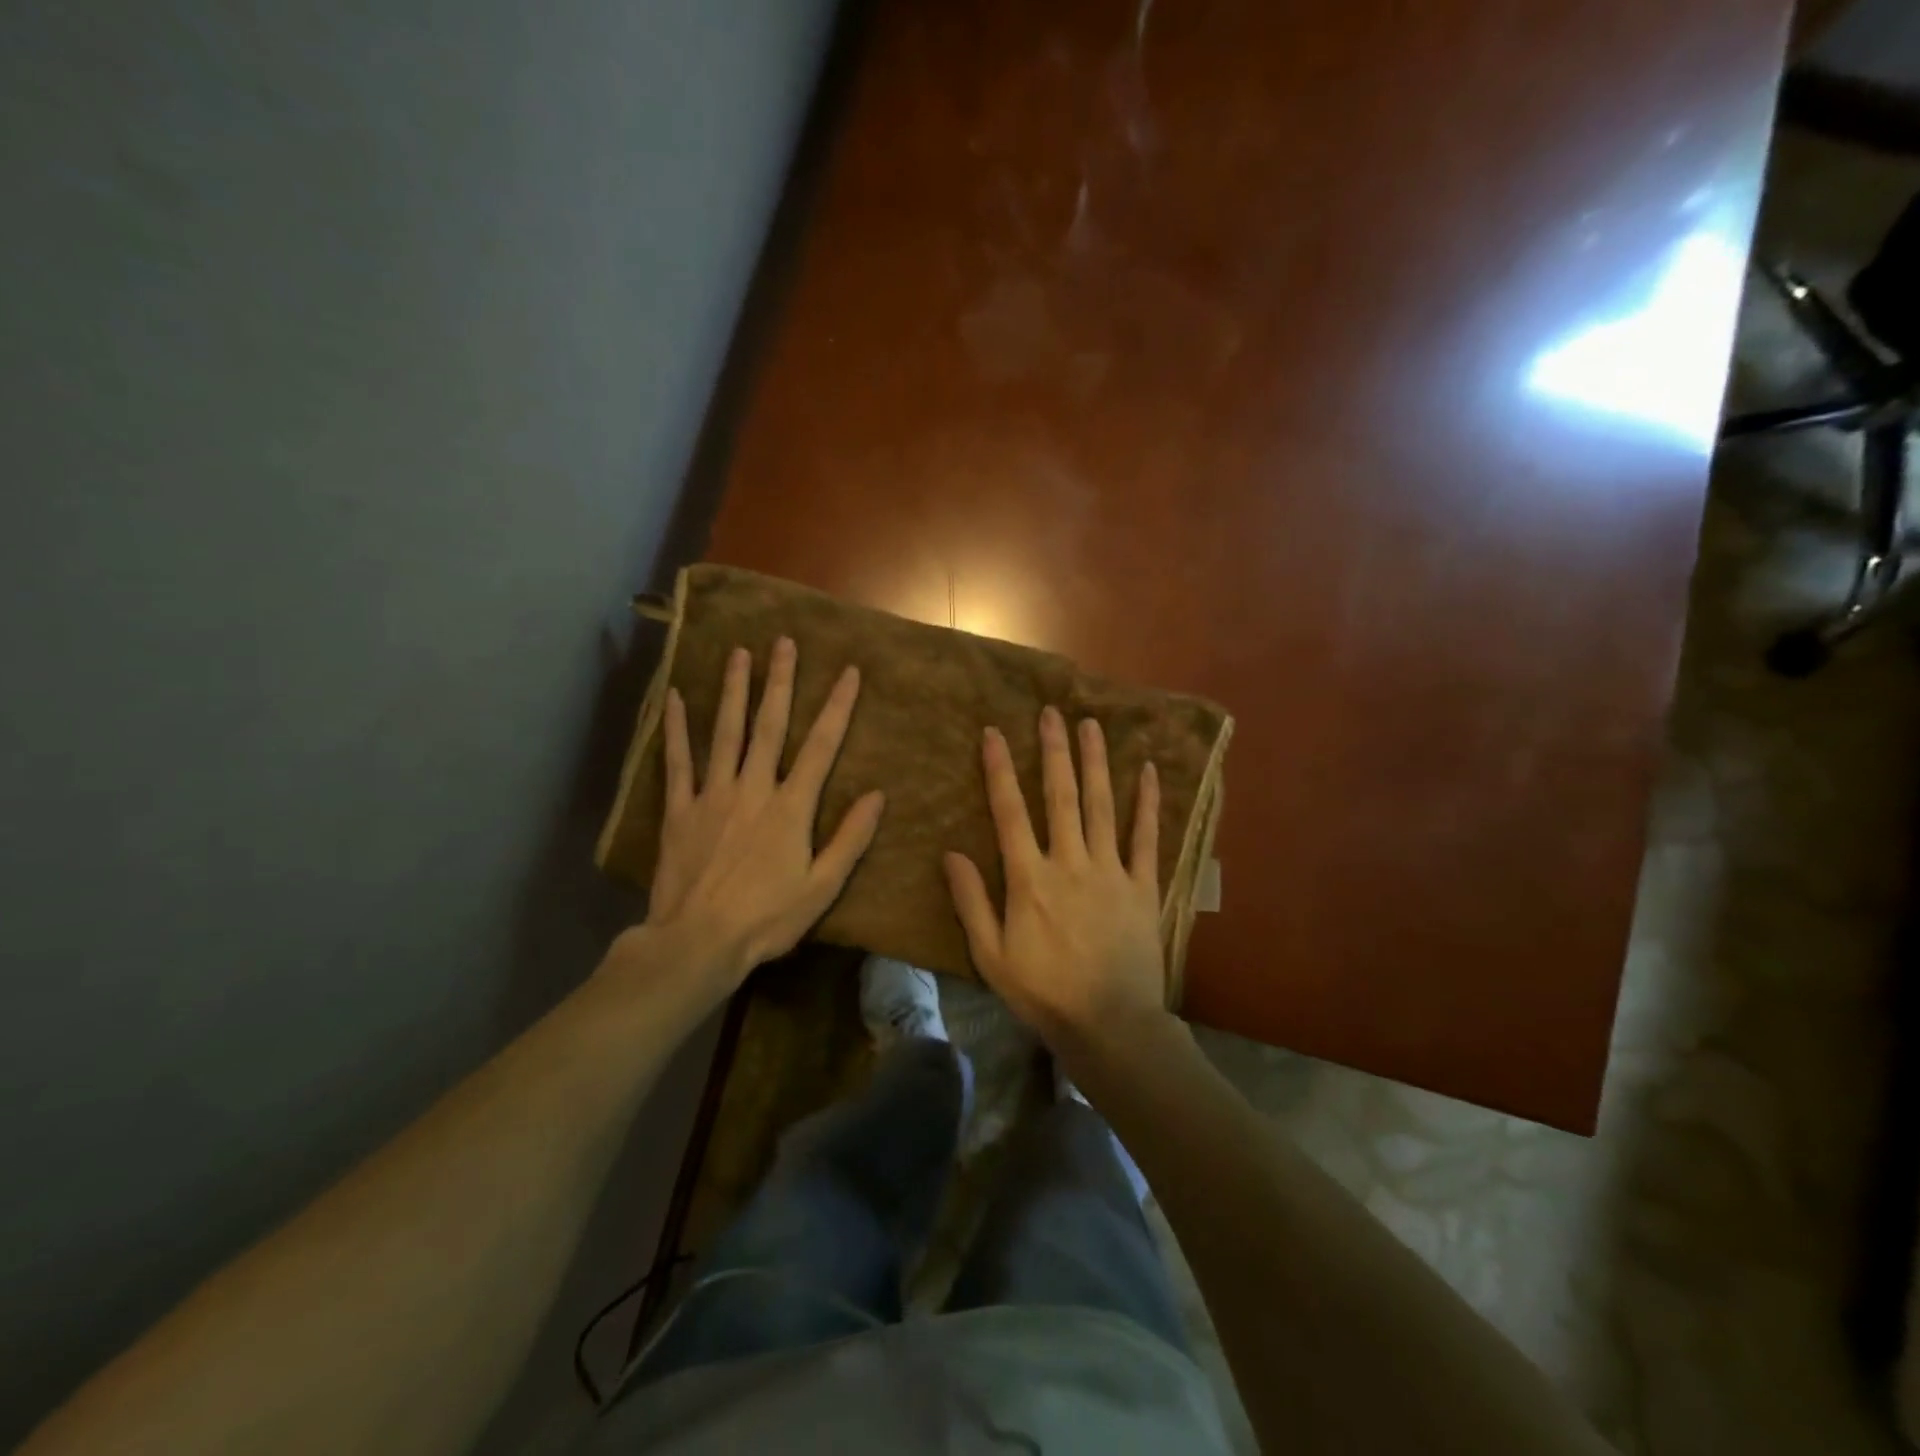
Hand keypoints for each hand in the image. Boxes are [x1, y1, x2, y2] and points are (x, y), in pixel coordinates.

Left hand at [632, 637, 884, 994]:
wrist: (698, 942)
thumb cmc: (767, 918)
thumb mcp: (822, 887)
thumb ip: (850, 838)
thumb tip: (877, 794)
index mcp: (790, 807)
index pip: (821, 746)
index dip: (837, 707)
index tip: (848, 672)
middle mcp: (753, 789)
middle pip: (769, 726)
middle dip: (779, 681)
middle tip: (783, 642)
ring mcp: (712, 795)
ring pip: (725, 733)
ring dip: (733, 691)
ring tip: (739, 653)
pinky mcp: (679, 810)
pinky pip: (677, 762)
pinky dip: (677, 729)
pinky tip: (675, 698)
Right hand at [944, 706, 1165, 1050]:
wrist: (1110, 1025)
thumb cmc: (1043, 993)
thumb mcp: (991, 955)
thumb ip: (971, 901)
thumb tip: (950, 853)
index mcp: (1029, 878)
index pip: (1009, 812)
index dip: (1000, 770)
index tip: (994, 733)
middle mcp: (1069, 862)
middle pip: (1060, 796)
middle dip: (1054, 751)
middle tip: (1051, 712)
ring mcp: (1110, 870)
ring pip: (1101, 805)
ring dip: (1095, 762)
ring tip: (1090, 724)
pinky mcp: (1142, 886)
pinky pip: (1146, 837)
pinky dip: (1146, 802)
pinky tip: (1147, 770)